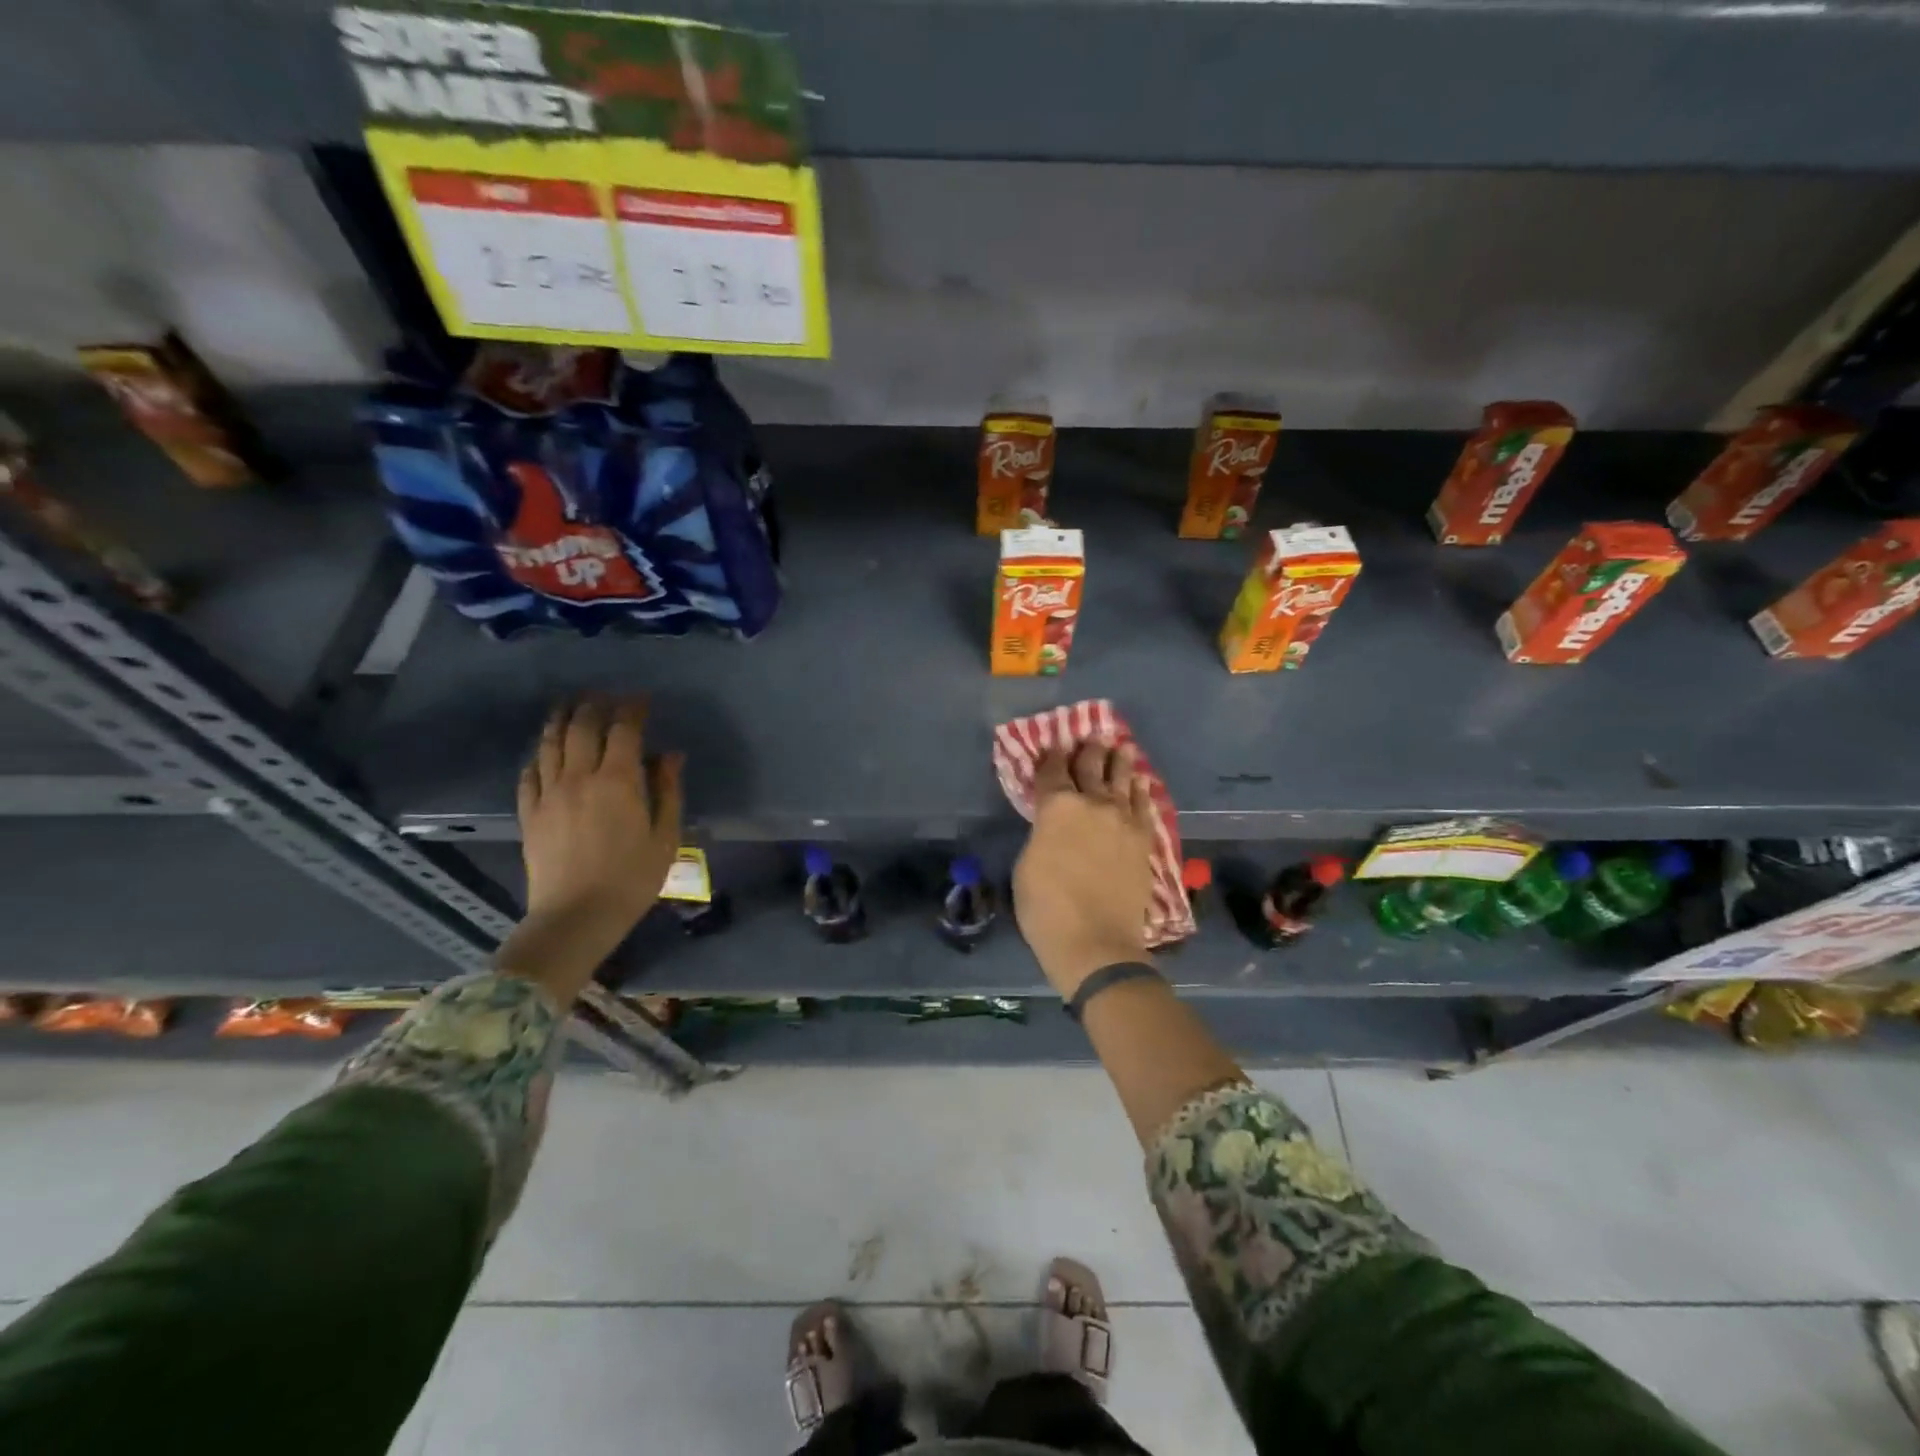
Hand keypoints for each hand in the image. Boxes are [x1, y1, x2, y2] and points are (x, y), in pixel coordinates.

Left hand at [516, 696, 683, 955]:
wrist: (576, 917)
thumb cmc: (632, 879)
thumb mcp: (666, 836)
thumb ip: (667, 790)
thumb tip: (670, 755)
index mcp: (617, 781)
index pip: (623, 730)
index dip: (632, 709)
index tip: (641, 699)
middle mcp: (579, 777)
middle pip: (581, 727)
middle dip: (594, 705)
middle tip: (605, 696)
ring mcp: (549, 794)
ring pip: (550, 744)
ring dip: (561, 720)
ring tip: (570, 707)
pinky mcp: (529, 814)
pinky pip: (530, 773)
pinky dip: (539, 755)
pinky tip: (545, 753)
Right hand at [1013, 740, 1156, 999]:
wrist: (1095, 941)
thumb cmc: (1046, 907)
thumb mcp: (1027, 864)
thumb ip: (1042, 833)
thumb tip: (1053, 823)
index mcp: (1057, 807)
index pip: (1053, 770)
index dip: (1052, 756)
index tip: (1055, 745)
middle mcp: (1093, 803)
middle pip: (1091, 767)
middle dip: (1089, 750)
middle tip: (1091, 737)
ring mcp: (1123, 820)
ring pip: (1122, 780)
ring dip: (1120, 761)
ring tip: (1122, 746)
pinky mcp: (1144, 839)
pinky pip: (1144, 805)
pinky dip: (1141, 790)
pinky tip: (1141, 782)